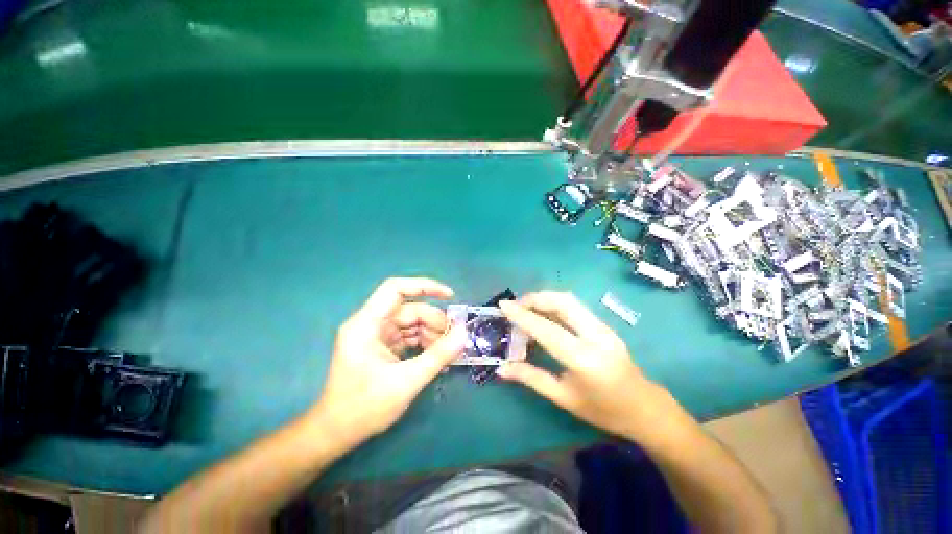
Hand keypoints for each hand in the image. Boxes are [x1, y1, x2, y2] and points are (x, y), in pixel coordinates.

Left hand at [310, 278, 465, 447]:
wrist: (337, 434)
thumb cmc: (364, 408)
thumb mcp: (406, 382)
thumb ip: (438, 355)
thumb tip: (464, 333)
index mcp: (366, 324)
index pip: (395, 289)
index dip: (424, 286)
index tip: (449, 296)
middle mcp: (370, 324)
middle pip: (409, 309)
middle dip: (433, 322)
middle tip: (453, 340)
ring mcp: (376, 336)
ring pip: (411, 323)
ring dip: (431, 334)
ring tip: (447, 352)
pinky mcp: (382, 347)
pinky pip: (408, 336)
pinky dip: (424, 343)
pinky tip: (437, 356)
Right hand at [497, 292, 671, 440]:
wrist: (646, 409)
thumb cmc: (603, 410)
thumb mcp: (563, 398)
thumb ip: (531, 378)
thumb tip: (502, 368)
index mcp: (584, 359)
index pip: (546, 329)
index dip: (522, 315)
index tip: (503, 305)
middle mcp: (596, 336)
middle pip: (562, 302)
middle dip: (535, 298)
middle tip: (516, 306)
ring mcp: (604, 328)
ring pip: (570, 300)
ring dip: (545, 299)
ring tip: (527, 308)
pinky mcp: (605, 325)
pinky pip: (576, 307)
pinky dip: (555, 305)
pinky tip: (545, 315)